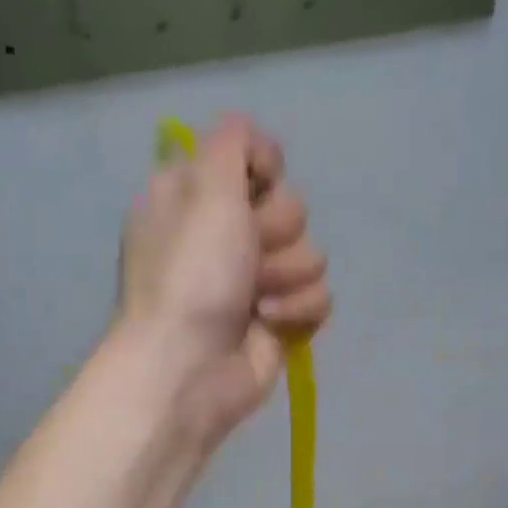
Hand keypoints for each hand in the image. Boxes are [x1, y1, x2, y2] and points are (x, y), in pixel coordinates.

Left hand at [116, 114, 329, 444]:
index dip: (263, 170)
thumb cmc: (191, 273)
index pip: (254, 158)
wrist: (189, 366)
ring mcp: (253, 280)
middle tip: (246, 255)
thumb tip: (255, 145)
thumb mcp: (204, 185)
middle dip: (275, 229)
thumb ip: (232, 141)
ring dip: (287, 273)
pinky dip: (297, 308)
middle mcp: (224, 235)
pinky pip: (318, 295)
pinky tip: (269, 322)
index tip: (253, 187)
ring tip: (255, 297)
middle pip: (289, 205)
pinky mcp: (279, 319)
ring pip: (310, 252)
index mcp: (196, 197)